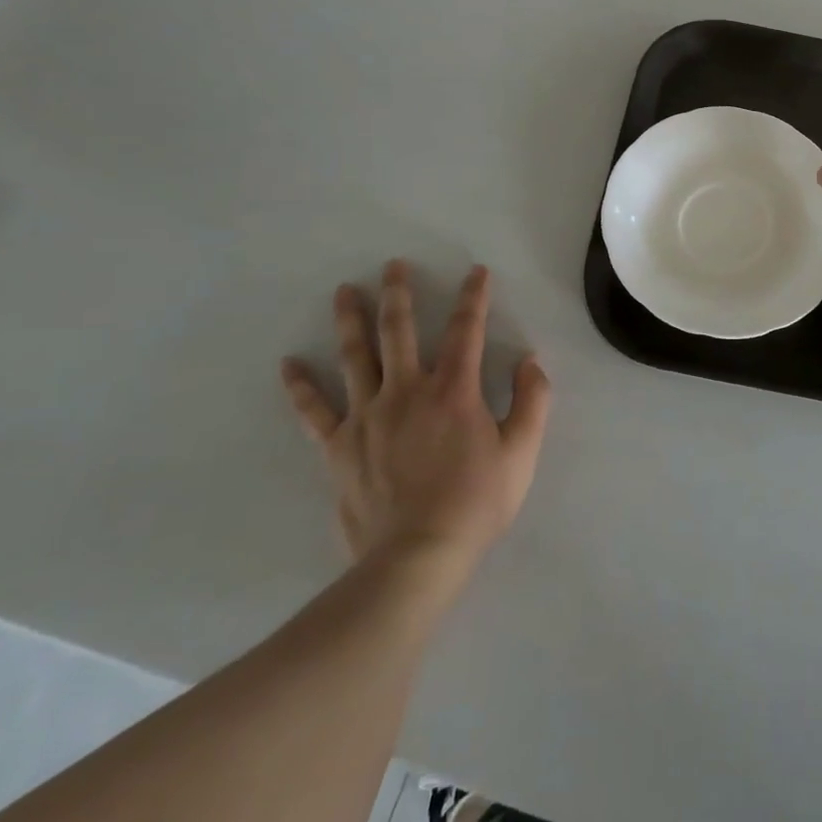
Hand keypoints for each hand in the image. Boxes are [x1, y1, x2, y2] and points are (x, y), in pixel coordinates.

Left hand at [280, 262, 550, 576]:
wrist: (418, 556)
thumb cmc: (476, 503)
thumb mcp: (522, 452)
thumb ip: (532, 401)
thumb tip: (529, 361)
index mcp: (454, 391)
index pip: (466, 331)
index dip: (474, 298)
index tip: (476, 272)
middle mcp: (407, 392)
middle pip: (399, 331)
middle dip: (399, 294)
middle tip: (392, 265)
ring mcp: (368, 417)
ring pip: (355, 357)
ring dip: (350, 320)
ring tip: (345, 291)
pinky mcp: (340, 446)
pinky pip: (315, 411)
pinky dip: (301, 386)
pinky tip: (289, 364)